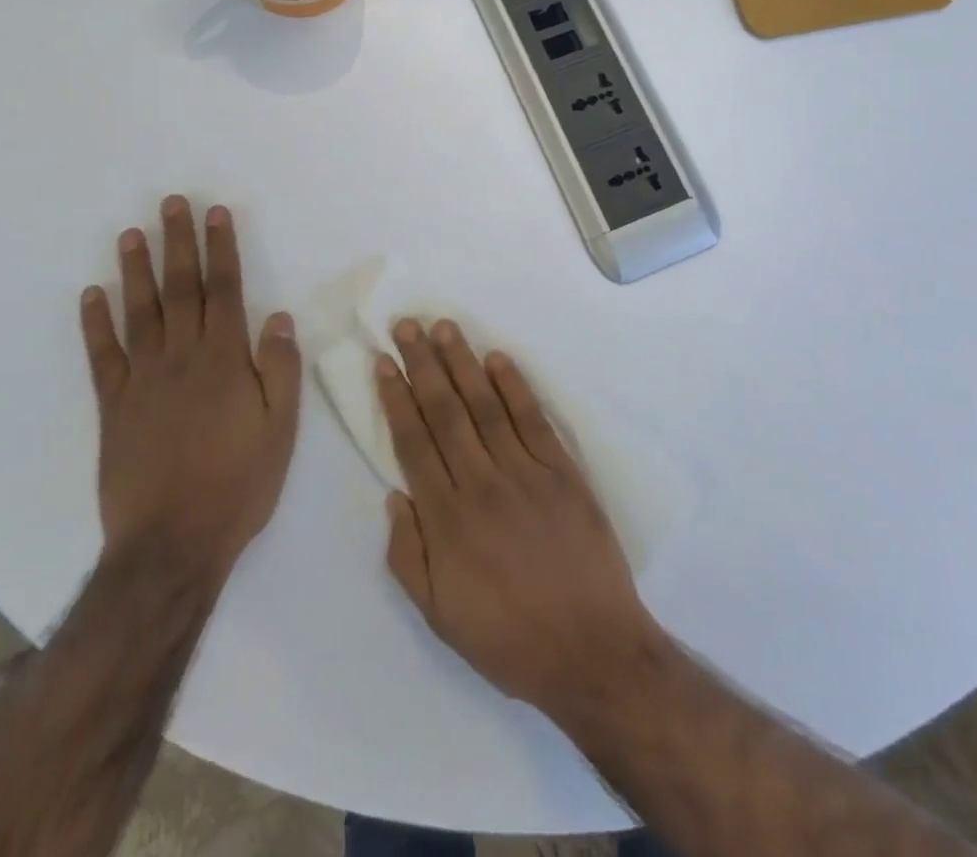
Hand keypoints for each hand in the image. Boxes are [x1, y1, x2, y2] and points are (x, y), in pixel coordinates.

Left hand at [79, 197, 300, 580]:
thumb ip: (280, 369)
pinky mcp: (113, 406)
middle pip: (180, 289)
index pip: (225, 291)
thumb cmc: (238, 484)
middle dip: (178, 243)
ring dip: (135, 270)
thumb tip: (277, 317)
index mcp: (225, 360)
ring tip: (131, 233)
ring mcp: (142, 380)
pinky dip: (95, 324)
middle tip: (171, 204)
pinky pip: (102, 356)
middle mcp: (182, 358)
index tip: (216, 214)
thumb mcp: (281, 429)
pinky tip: (92, 295)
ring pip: (139, 313)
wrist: (172, 543)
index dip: (222, 250)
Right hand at [376, 318, 663, 713]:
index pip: (414, 442)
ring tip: (445, 327)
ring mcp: (526, 472)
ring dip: (463, 363)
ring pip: (486, 405)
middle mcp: (482, 483)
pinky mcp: (563, 470)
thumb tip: (395, 494)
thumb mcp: (439, 616)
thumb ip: (407, 555)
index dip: (397, 398)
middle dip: (423, 364)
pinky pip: (533, 419)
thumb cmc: (508, 638)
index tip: (385, 362)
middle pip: (446, 412)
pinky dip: (515, 386)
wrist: (591, 650)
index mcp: (447, 519)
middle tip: (408, 325)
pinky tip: (498, 360)